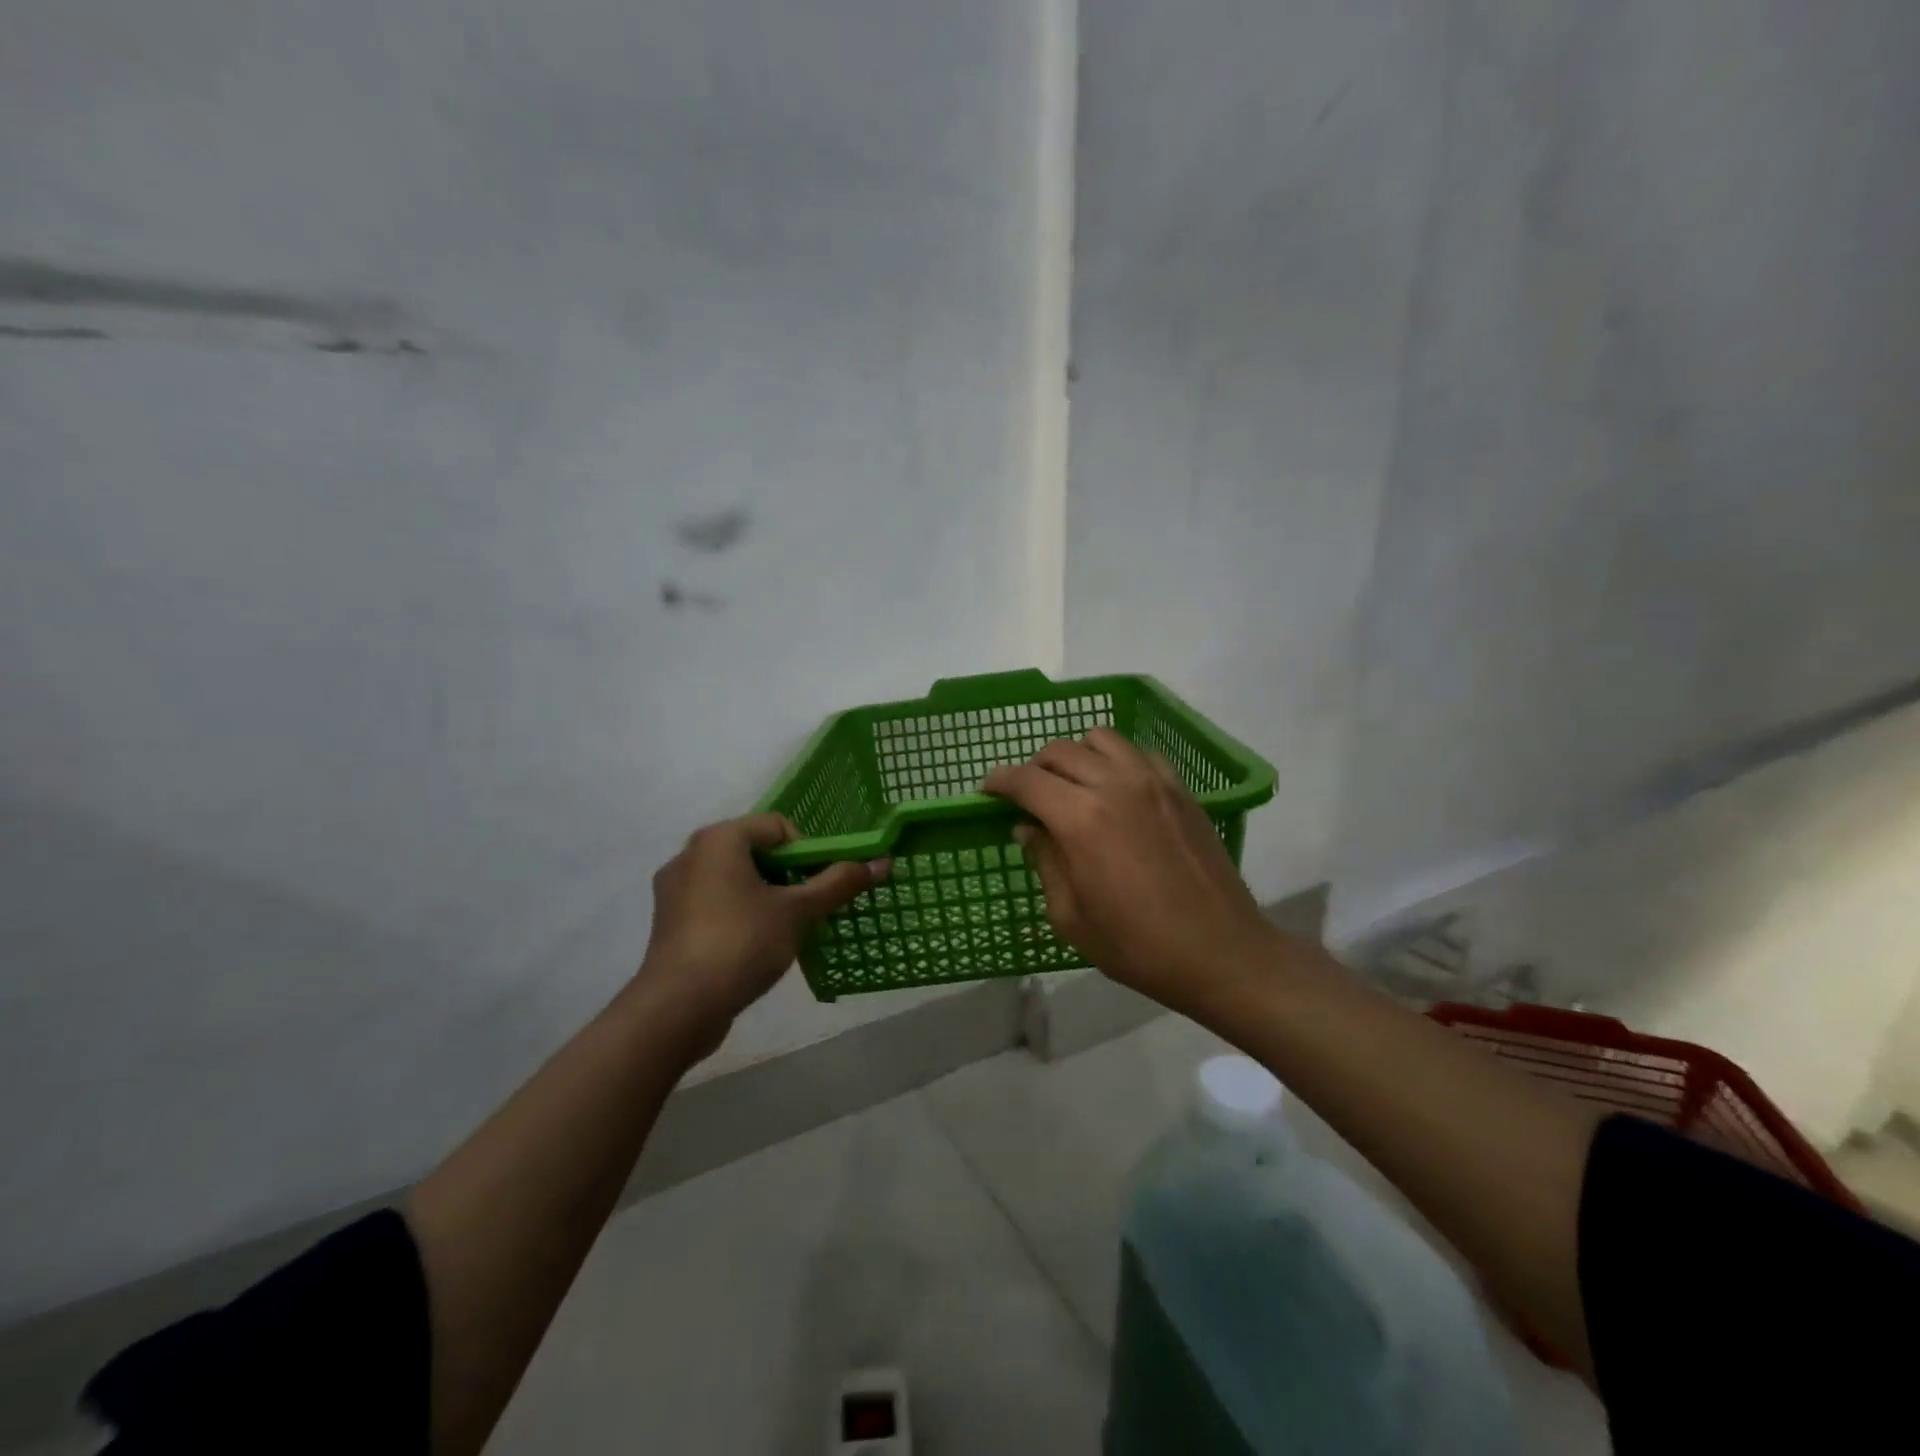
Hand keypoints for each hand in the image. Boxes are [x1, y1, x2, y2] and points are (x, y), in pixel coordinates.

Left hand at [637, 813, 883, 1056]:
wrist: (677, 1008)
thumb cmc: (741, 943)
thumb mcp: (798, 911)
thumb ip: (838, 883)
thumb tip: (883, 862)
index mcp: (719, 838)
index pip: (778, 826)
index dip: (808, 852)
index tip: (819, 887)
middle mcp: (690, 853)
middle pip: (755, 851)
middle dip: (788, 876)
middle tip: (807, 907)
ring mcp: (674, 889)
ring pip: (735, 879)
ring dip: (765, 896)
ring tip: (785, 929)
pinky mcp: (669, 921)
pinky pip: (714, 903)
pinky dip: (739, 914)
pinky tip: (753, 946)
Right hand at [982, 728, 1276, 1015]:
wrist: (1220, 952)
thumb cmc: (1137, 946)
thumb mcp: (1071, 917)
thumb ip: (1044, 861)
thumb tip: (1028, 827)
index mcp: (1080, 819)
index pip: (1026, 780)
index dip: (999, 781)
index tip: (987, 791)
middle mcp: (1114, 785)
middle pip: (1060, 751)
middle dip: (1034, 768)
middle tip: (1029, 797)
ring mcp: (1153, 781)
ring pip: (1101, 739)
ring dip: (1076, 756)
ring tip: (1074, 786)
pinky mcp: (1181, 789)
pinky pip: (1139, 753)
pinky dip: (1118, 761)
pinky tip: (1118, 791)